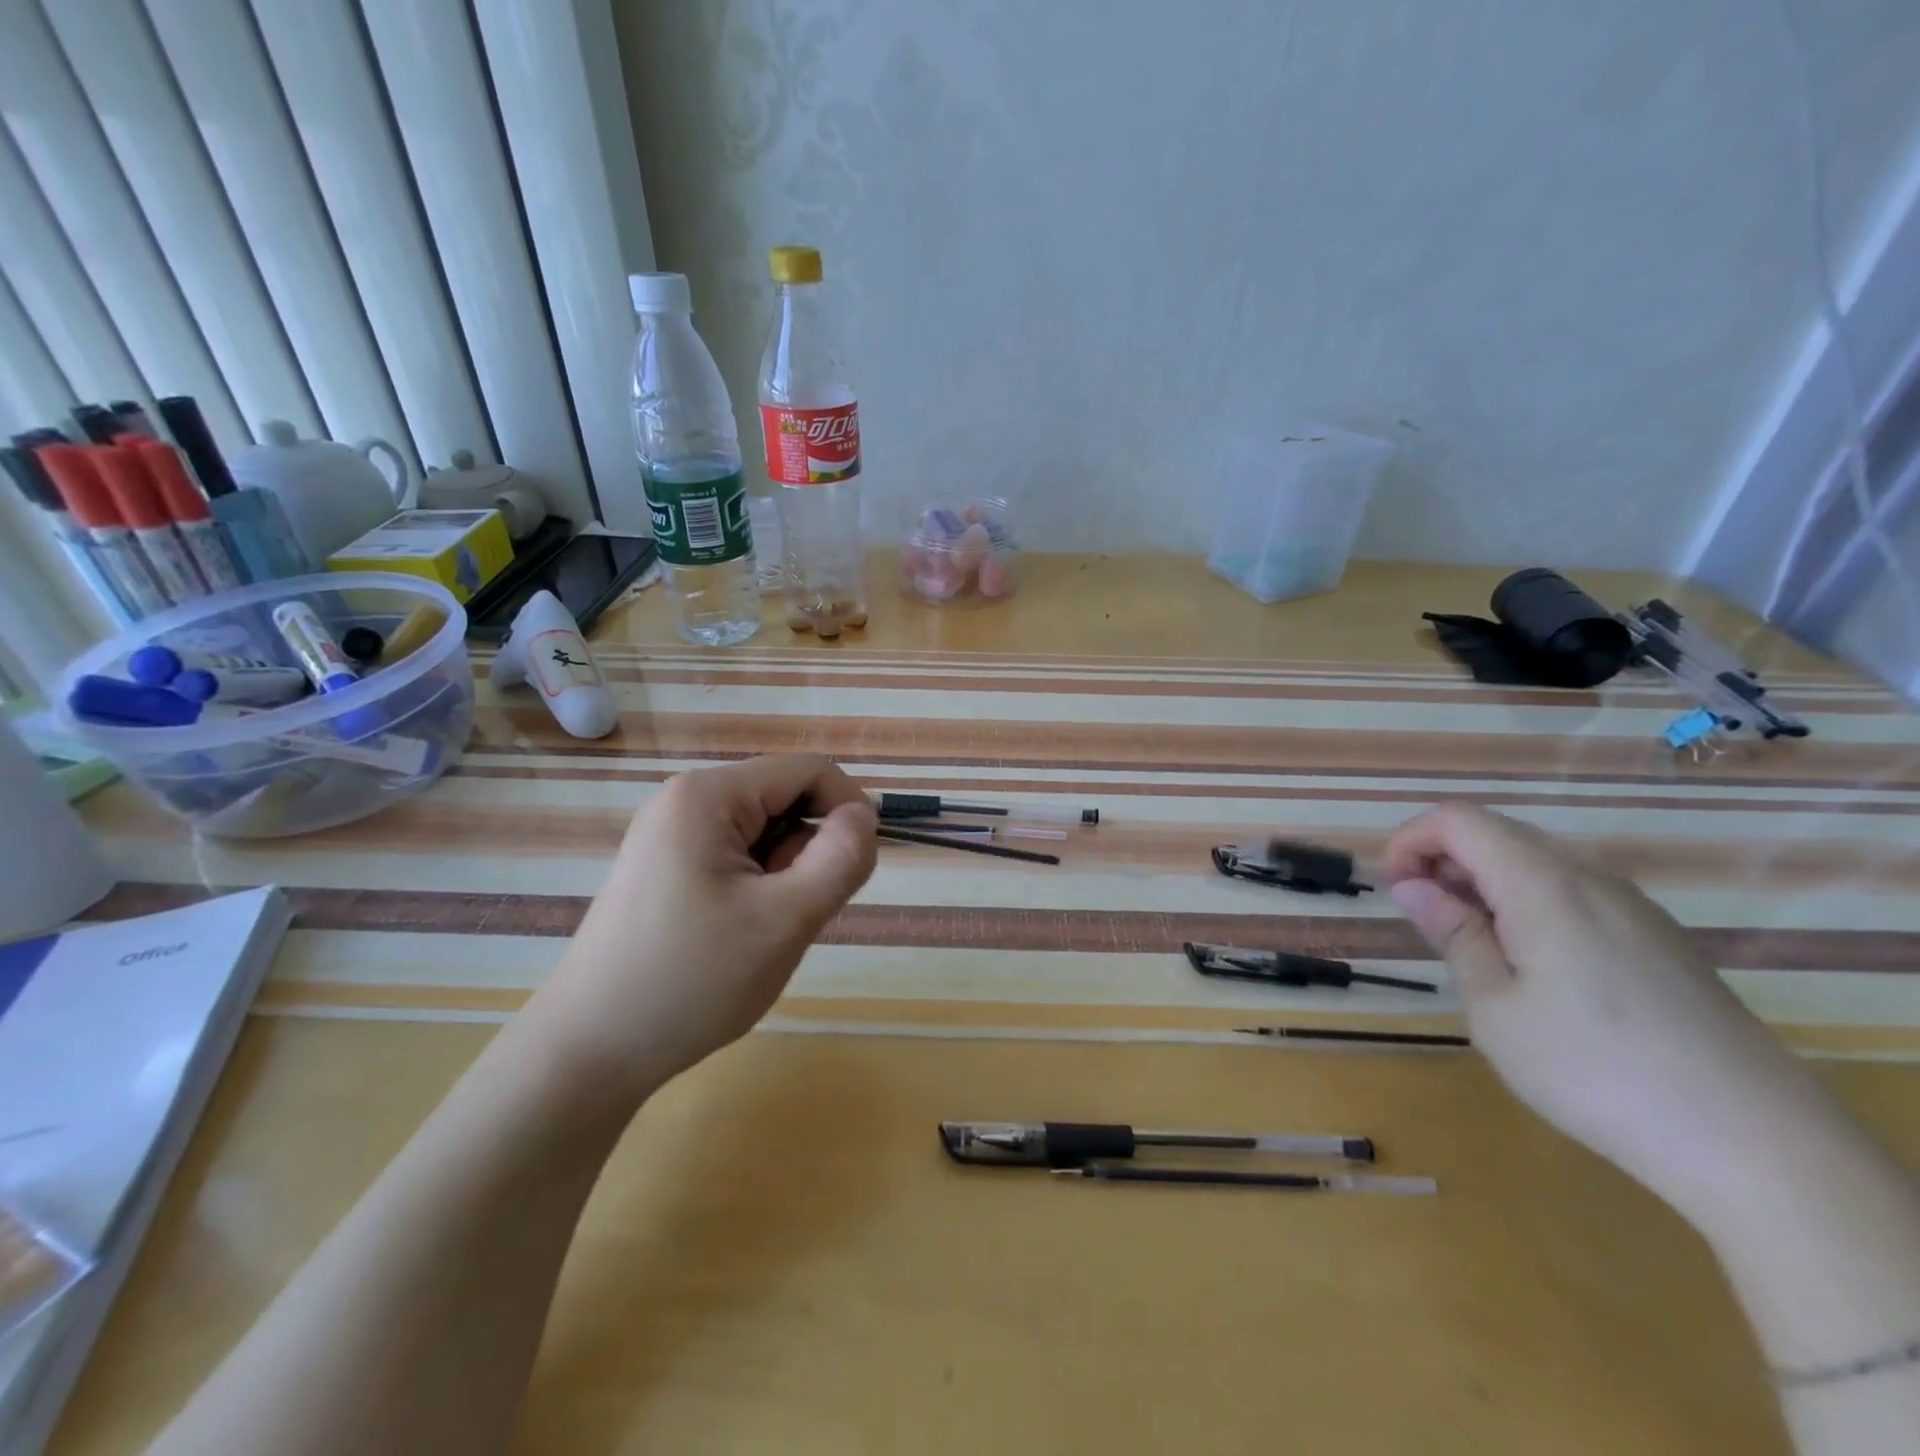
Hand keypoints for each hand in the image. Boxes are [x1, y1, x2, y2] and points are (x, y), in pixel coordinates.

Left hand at [525, 755, 877, 1102]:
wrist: (589, 1053)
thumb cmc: (691, 981)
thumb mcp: (784, 920)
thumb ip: (840, 859)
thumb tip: (863, 816)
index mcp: (707, 796)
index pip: (808, 771)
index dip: (847, 810)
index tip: (856, 869)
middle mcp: (684, 801)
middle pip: (784, 800)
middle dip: (809, 851)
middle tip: (792, 916)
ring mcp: (669, 835)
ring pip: (764, 833)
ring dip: (784, 875)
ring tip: (759, 932)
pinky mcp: (665, 868)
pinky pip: (736, 858)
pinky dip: (757, 889)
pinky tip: (735, 936)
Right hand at [1381, 803, 1831, 1214]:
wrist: (1756, 1143)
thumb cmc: (1594, 1069)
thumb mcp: (1495, 1007)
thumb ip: (1454, 934)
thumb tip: (1412, 885)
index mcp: (1542, 884)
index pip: (1457, 820)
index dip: (1410, 841)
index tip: (1393, 890)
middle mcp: (1589, 878)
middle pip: (1497, 834)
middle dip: (1442, 861)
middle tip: (1422, 919)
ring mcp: (1633, 908)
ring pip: (1536, 864)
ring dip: (1484, 885)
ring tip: (1470, 947)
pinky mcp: (1658, 940)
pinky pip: (1573, 895)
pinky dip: (1527, 906)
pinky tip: (1531, 967)